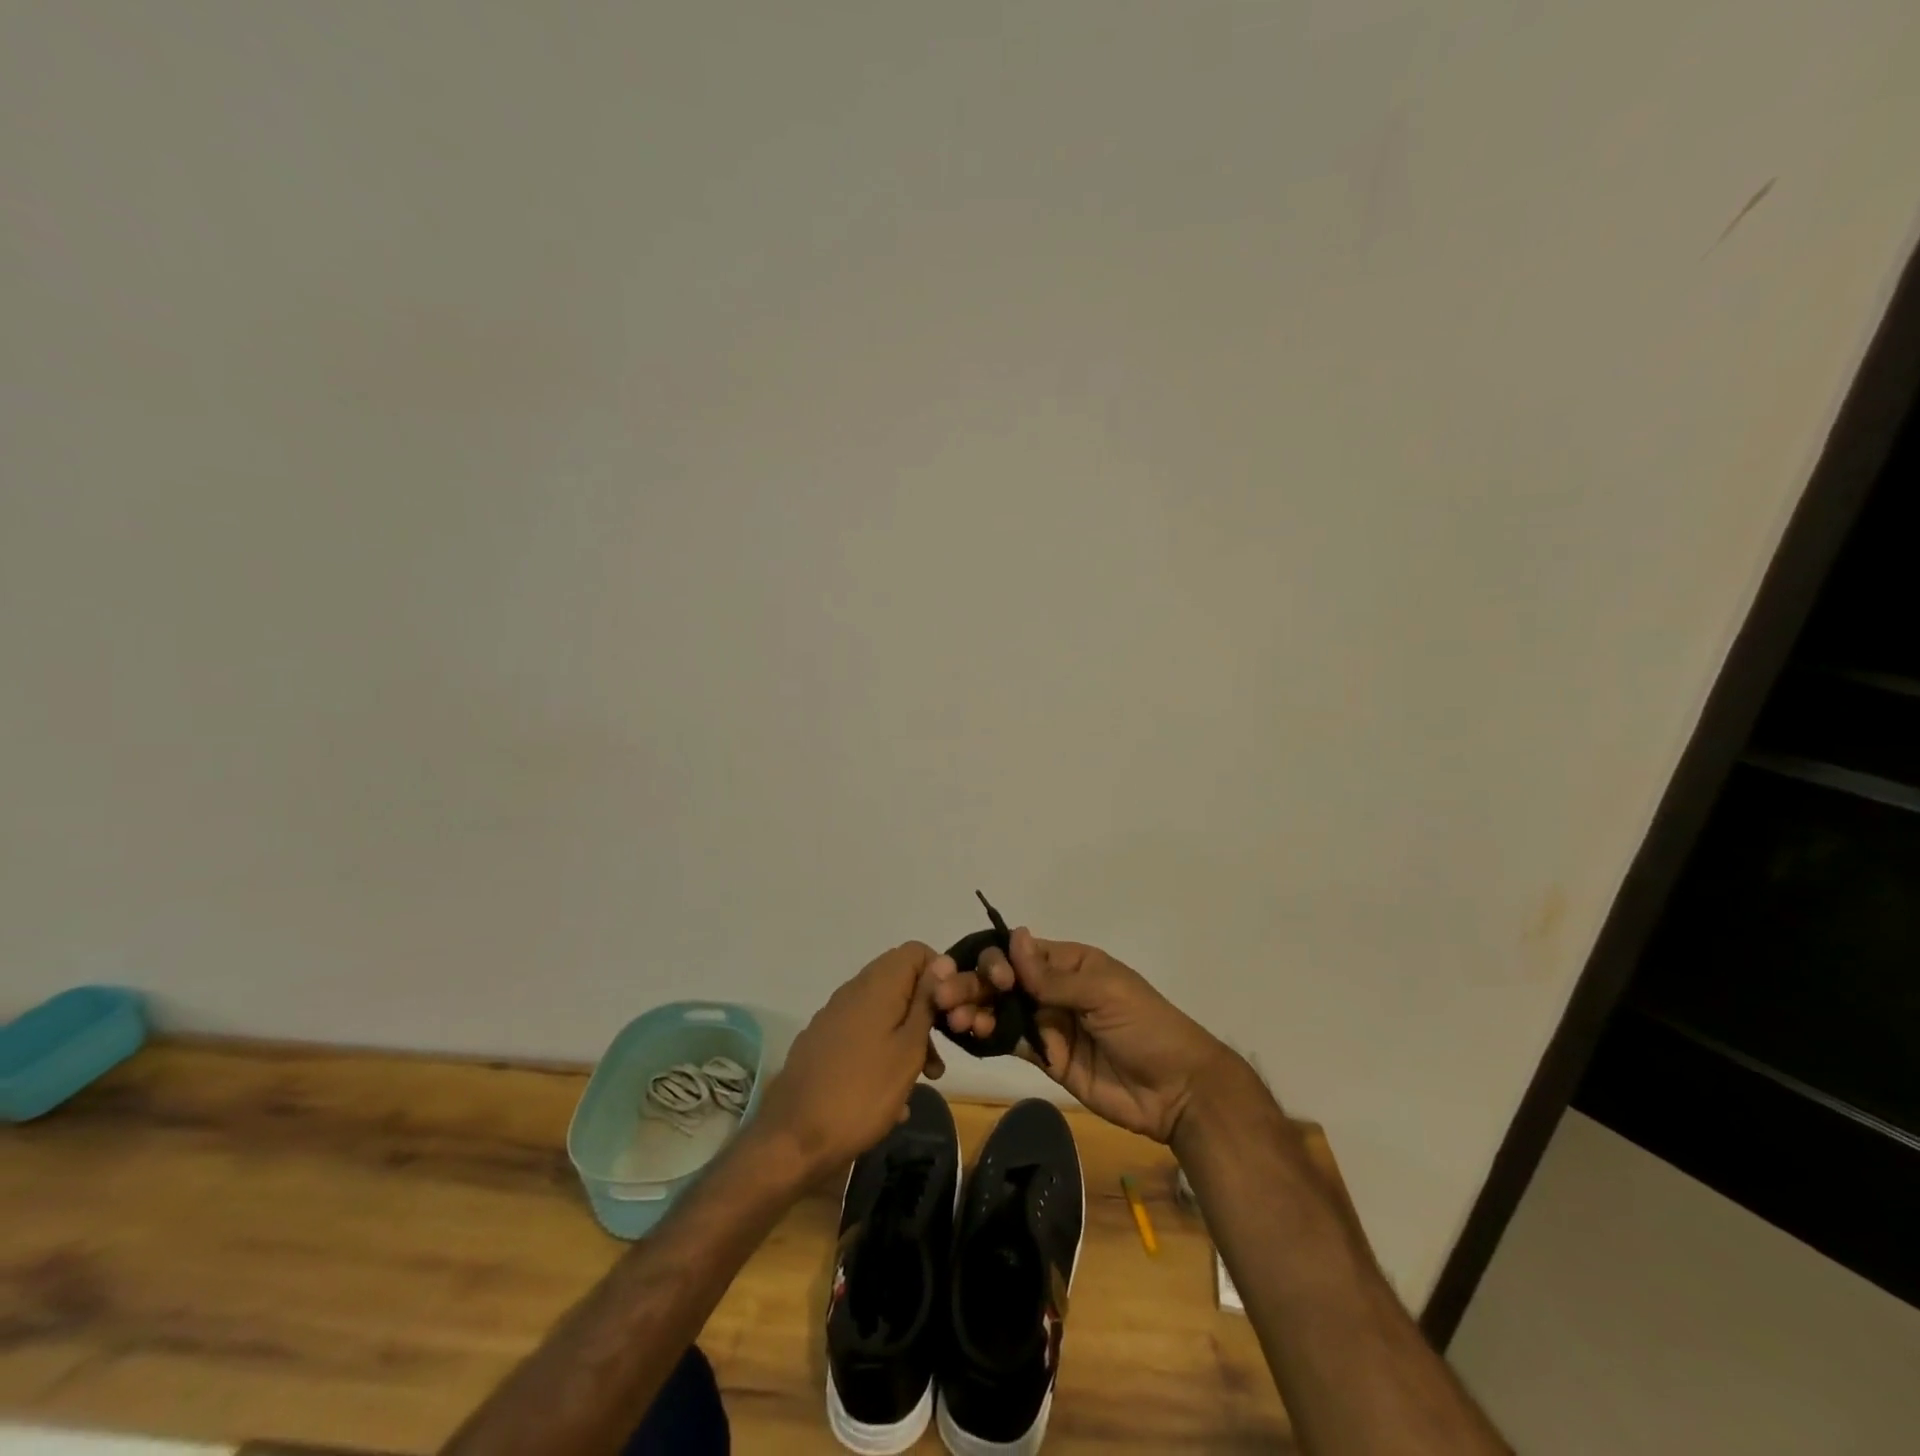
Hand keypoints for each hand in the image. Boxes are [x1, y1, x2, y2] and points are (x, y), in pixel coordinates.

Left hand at [756, 941, 951, 1176]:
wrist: (793, 1140)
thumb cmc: (862, 1092)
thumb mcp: (908, 1049)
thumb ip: (926, 1002)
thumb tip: (942, 961)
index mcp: (876, 985)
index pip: (915, 951)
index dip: (939, 975)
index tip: (950, 1012)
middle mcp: (852, 991)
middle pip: (900, 983)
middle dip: (925, 1014)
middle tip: (939, 1056)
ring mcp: (833, 1018)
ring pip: (882, 1013)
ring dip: (907, 1039)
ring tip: (922, 1081)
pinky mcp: (821, 1044)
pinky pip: (863, 1037)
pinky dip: (882, 1055)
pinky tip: (891, 1099)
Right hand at [933, 928, 1233, 1142]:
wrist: (1177, 1091)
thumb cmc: (1146, 1027)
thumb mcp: (1104, 994)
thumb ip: (1054, 977)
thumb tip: (1016, 938)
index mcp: (1070, 963)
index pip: (1022, 953)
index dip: (999, 960)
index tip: (993, 978)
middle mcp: (1053, 988)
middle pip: (1005, 981)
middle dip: (975, 985)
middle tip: (944, 997)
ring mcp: (1048, 1023)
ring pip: (1002, 1010)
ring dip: (976, 1010)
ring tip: (955, 1020)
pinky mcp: (1047, 1058)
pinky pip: (1011, 1041)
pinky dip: (988, 1036)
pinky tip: (969, 1034)